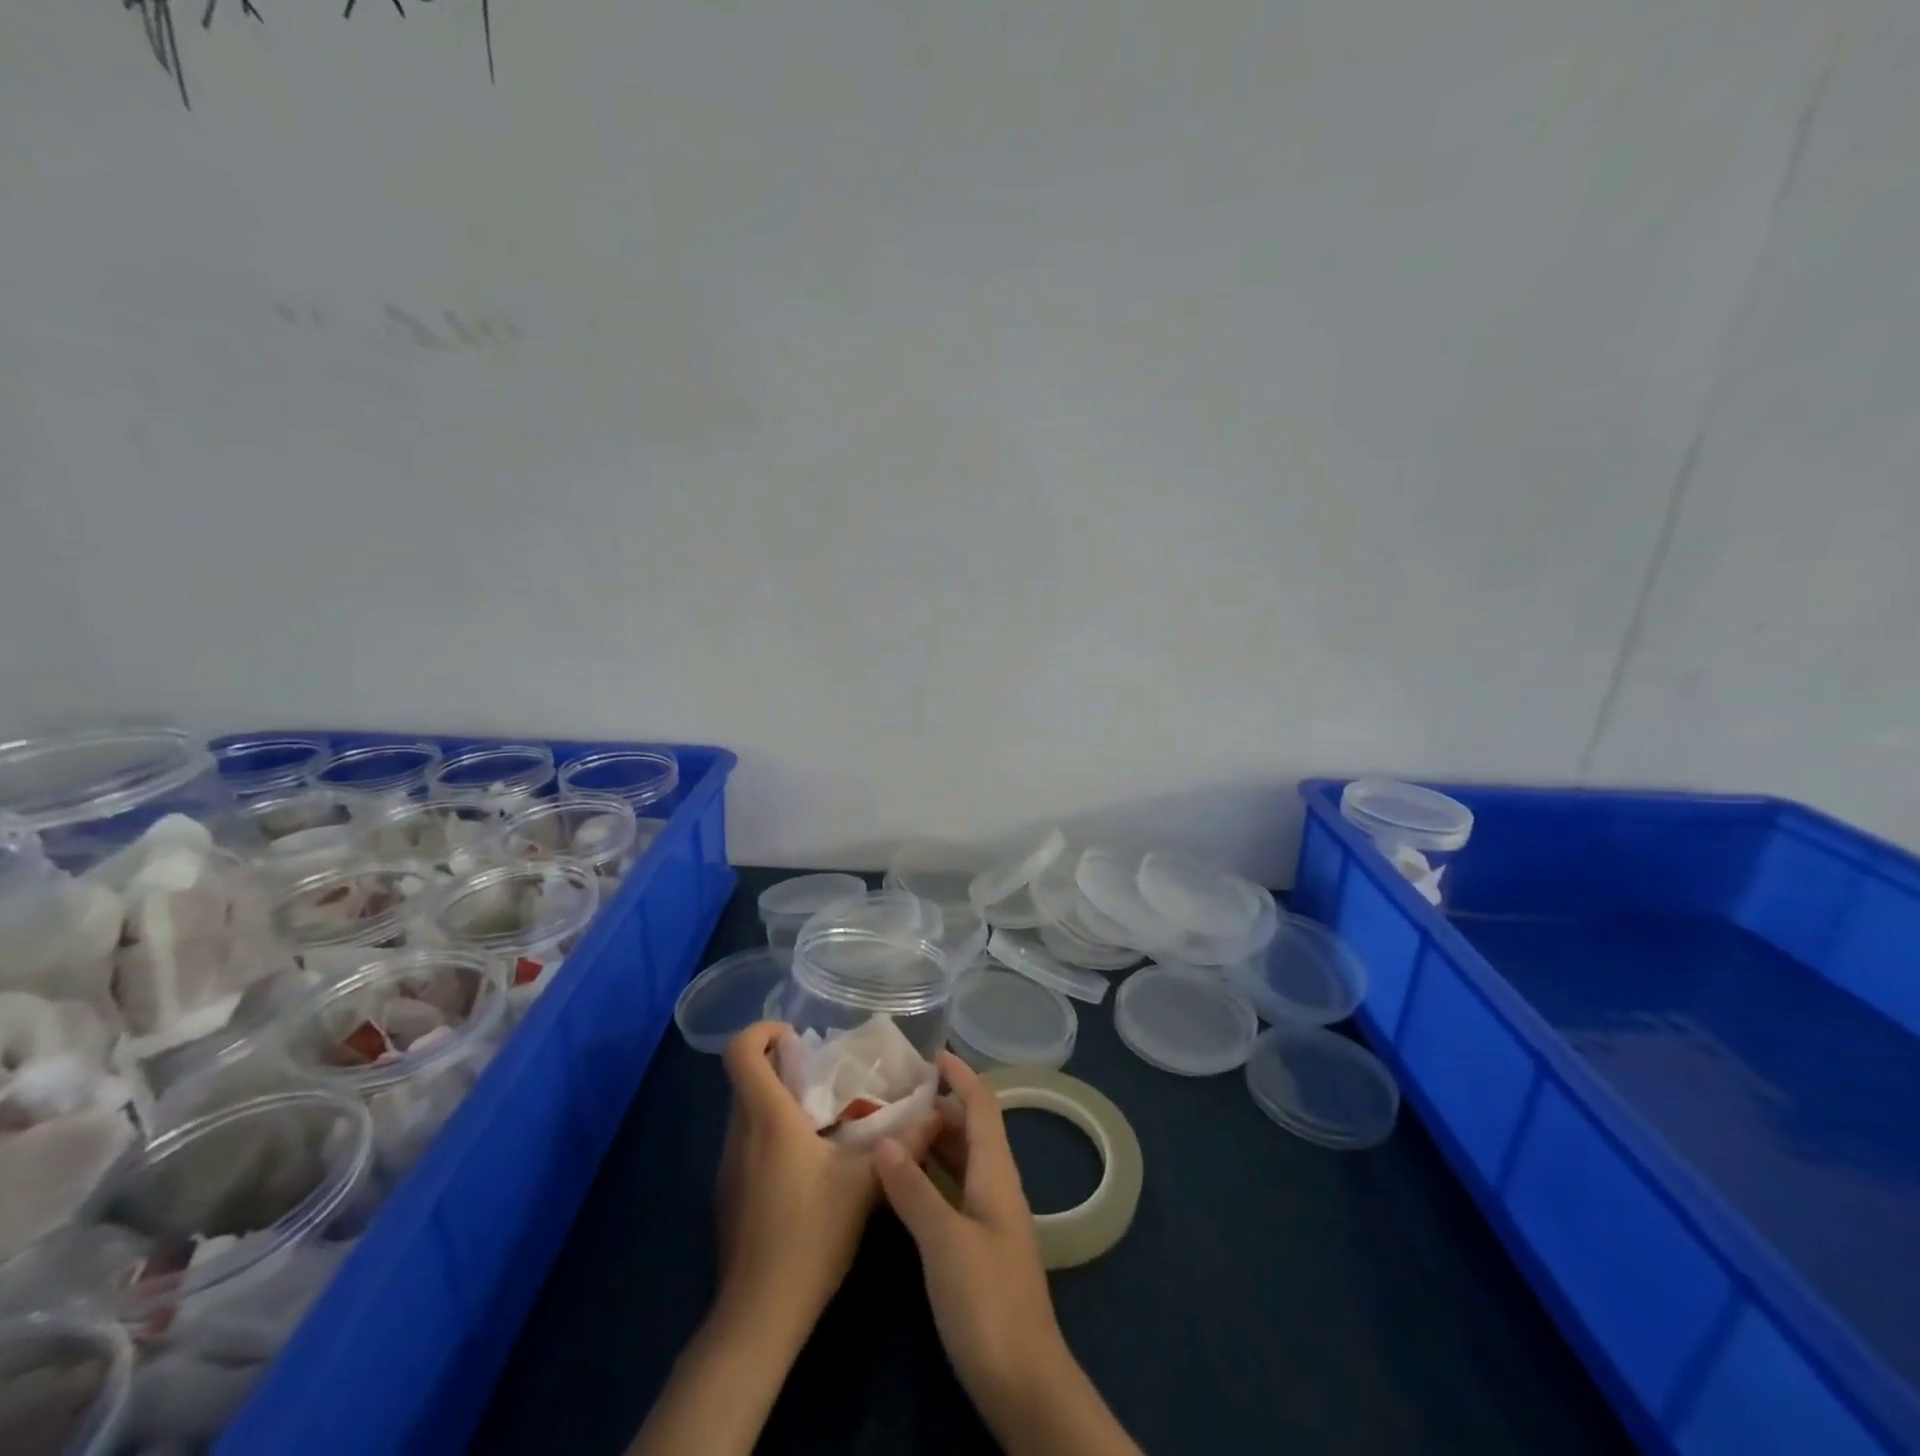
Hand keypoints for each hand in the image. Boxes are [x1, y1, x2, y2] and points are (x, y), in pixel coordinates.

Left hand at [714, 1021, 930, 1344]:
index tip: (795, 1035)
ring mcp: (729, 1165)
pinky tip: (807, 1161)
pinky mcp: (729, 1192)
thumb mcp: (865, 1186)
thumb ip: (903, 1145)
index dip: (760, 1031)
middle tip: (823, 1072)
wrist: (759, 1316)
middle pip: (746, 1077)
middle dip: (780, 1064)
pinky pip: (746, 1140)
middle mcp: (740, 1133)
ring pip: (746, 1109)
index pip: (740, 1053)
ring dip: (777, 1098)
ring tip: (823, 1113)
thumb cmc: (810, 1237)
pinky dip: (771, 1130)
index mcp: (768, 1119)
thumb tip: (937, 1114)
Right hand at [872, 1053, 1068, 1417]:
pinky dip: (929, 1174)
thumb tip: (884, 1140)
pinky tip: (900, 1181)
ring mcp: (989, 1216)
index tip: (930, 1054)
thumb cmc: (987, 1301)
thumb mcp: (944, 1241)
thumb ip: (914, 1189)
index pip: (981, 1105)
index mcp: (996, 1172)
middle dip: (937, 1104)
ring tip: (888, 1126)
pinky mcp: (978, 1245)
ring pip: (960, 1160)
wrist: (1024, 1382)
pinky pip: (953, 1190)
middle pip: (969, 1129)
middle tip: (891, 1093)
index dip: (960, 1075)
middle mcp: (996, 1185)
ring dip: (930, 1139)